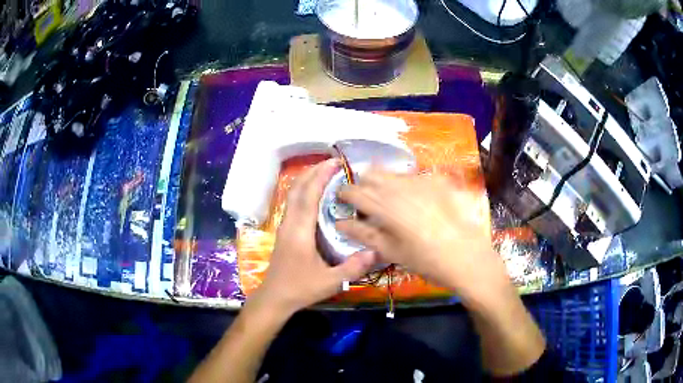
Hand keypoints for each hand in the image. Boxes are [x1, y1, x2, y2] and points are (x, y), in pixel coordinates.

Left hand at [254, 159, 376, 314]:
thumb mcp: (330, 282)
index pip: (309, 196)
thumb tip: (377, 251)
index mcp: (299, 231)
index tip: (335, 163)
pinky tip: (316, 195)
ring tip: (326, 172)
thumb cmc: (300, 289)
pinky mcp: (285, 231)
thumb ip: (353, 267)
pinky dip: (304, 191)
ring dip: (307, 179)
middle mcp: (289, 223)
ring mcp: (285, 226)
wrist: (274, 297)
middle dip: (313, 172)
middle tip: (333, 163)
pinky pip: (293, 203)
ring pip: (293, 194)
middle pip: (297, 189)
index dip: (321, 176)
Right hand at [336, 170, 501, 298]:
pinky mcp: (437, 181)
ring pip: (392, 172)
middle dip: (364, 184)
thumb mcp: (390, 250)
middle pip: (372, 174)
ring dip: (384, 182)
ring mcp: (421, 180)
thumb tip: (340, 223)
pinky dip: (406, 184)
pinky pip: (414, 175)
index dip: (344, 193)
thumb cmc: (424, 259)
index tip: (342, 199)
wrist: (465, 256)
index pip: (354, 190)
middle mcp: (400, 186)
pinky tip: (414, 200)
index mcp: (384, 205)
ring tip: (389, 200)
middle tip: (366, 201)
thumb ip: (362, 234)